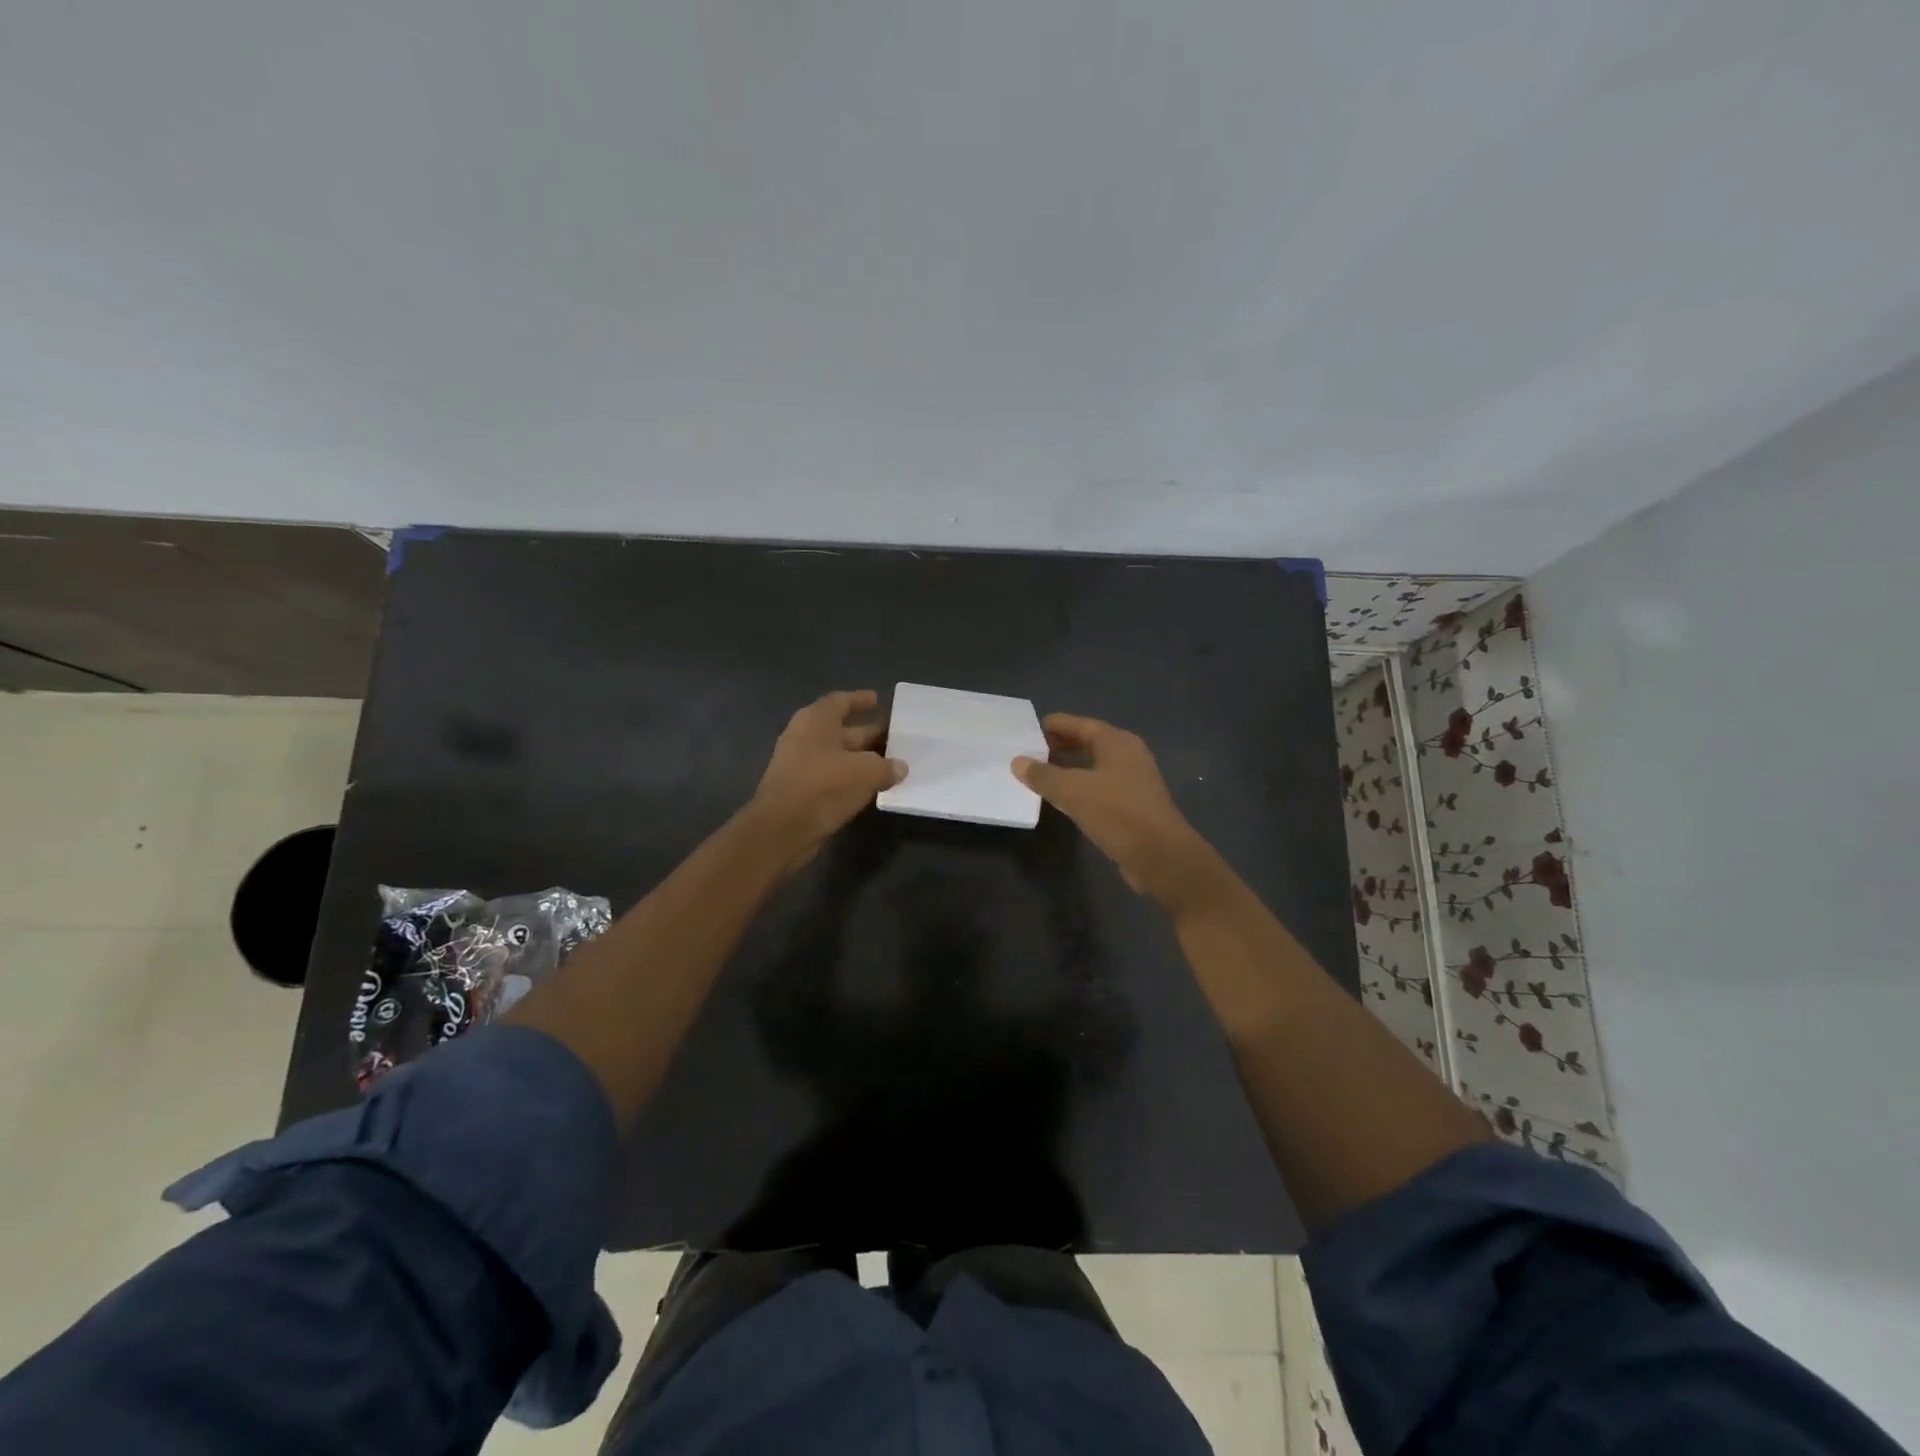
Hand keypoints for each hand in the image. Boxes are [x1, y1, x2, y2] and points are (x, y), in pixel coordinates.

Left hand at [750, 689, 904, 869]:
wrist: (782, 829)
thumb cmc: (824, 787)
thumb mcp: (865, 772)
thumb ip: (886, 766)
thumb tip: (899, 767)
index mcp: (816, 721)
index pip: (840, 701)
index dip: (860, 700)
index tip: (878, 701)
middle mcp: (804, 737)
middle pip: (841, 729)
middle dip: (868, 733)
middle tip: (895, 737)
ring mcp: (798, 764)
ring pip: (837, 755)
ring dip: (861, 759)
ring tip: (889, 764)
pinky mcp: (799, 789)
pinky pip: (830, 776)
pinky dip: (850, 778)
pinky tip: (871, 786)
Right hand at [1013, 714, 1219, 910]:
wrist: (1160, 856)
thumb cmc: (1117, 812)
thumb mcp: (1073, 791)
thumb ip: (1043, 775)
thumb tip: (1017, 761)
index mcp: (1117, 742)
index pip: (1079, 724)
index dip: (1054, 725)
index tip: (1027, 730)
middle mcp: (1127, 755)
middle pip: (1088, 743)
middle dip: (1059, 746)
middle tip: (1028, 752)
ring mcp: (1132, 781)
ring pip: (1093, 767)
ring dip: (1067, 769)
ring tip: (1038, 774)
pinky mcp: (1132, 806)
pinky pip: (1098, 788)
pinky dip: (1079, 788)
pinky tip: (1061, 799)